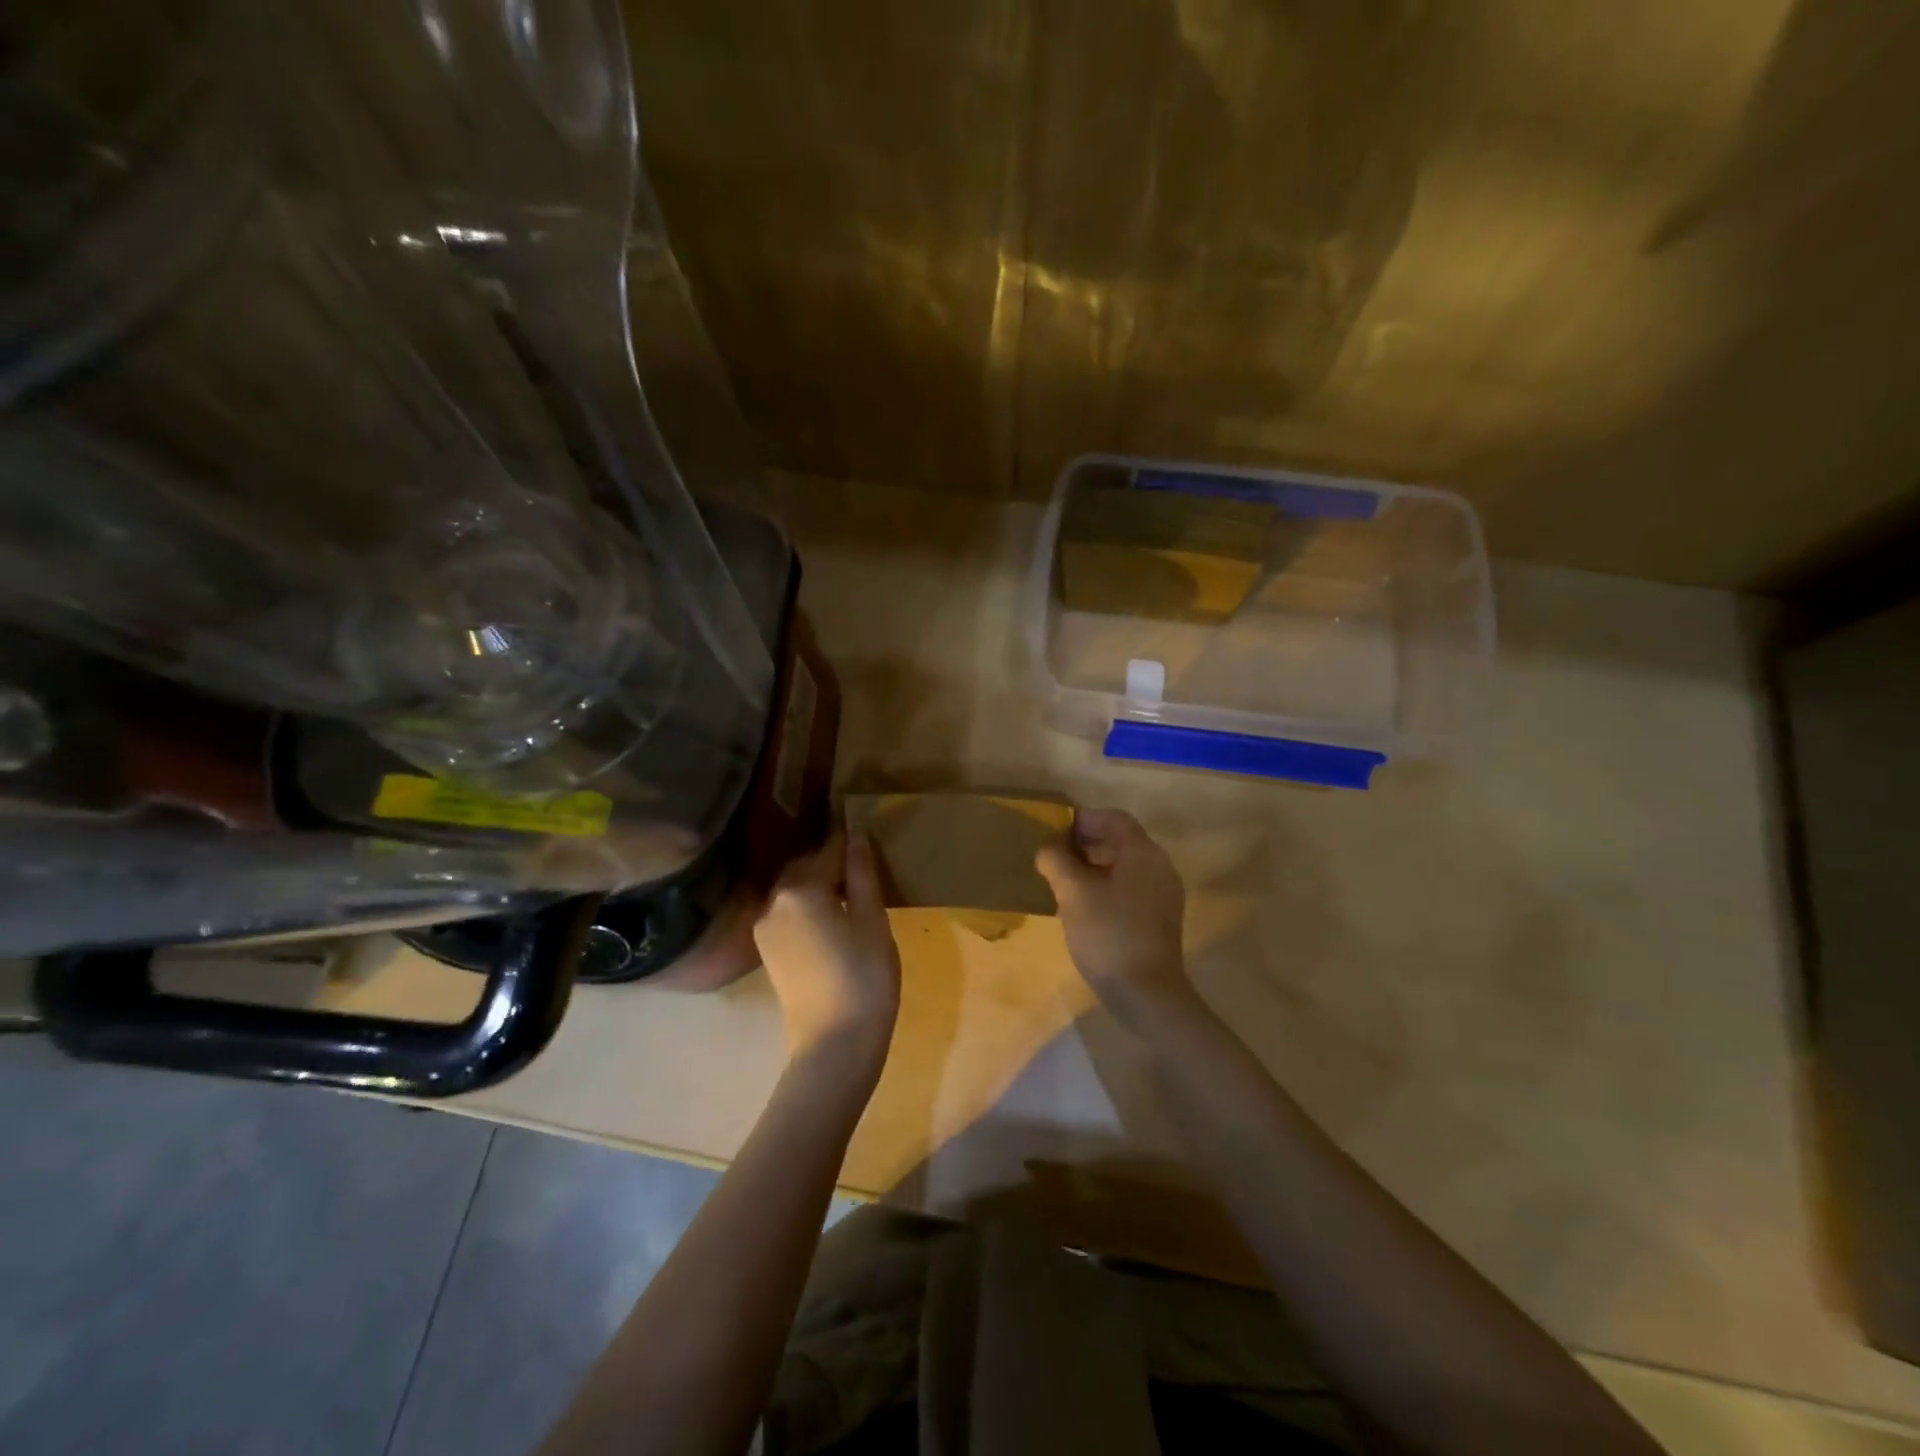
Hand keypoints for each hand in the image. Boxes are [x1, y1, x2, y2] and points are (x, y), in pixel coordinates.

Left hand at [754, 831, 901, 1065]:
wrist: (835, 1044)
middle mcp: (773, 902)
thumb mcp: (873, 920)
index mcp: (800, 889)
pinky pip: (788, 915)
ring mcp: (764, 929)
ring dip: (819, 888)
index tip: (867, 838)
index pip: (829, 851)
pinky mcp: (766, 952)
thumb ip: (862, 875)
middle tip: (863, 871)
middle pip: (806, 869)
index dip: (850, 845)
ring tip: (851, 897)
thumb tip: (857, 837)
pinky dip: (808, 910)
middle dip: (831, 865)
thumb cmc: (864, 976)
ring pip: (795, 892)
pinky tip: (832, 921)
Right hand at [1036, 808, 1195, 1026]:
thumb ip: (1057, 860)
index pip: (1115, 818)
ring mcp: (1162, 895)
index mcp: (1143, 853)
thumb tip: (1049, 847)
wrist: (1146, 994)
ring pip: (1124, 866)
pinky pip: (1130, 888)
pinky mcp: (1159, 919)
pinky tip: (1082, 907)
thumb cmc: (1108, 934)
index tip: (1055, 833)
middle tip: (1054, 857)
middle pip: (1121, 841)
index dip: (1084, 820)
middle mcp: (1159, 867)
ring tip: (1063, 882)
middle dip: (1086, 843)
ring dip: (1093, 866)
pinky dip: (1106, 887)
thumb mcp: (1073, 893)